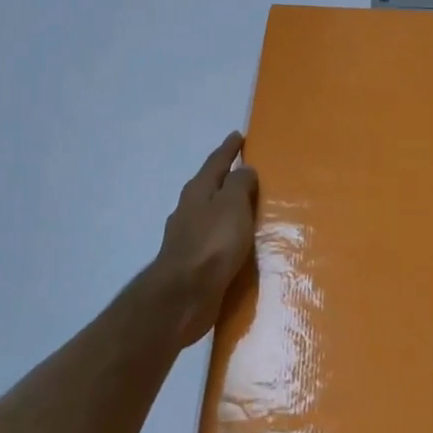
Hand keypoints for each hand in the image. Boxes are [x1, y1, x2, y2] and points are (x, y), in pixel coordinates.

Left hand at [143, 132, 259, 347]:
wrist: (184, 296)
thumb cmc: (212, 243)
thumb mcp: (232, 205)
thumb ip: (239, 184)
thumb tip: (244, 169)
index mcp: (199, 191)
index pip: (216, 162)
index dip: (229, 149)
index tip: (238, 135)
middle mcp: (189, 210)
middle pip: (210, 186)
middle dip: (226, 178)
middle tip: (246, 170)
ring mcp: (188, 237)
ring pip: (211, 214)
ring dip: (227, 208)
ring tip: (248, 208)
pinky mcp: (193, 263)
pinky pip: (215, 240)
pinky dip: (227, 235)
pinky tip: (238, 243)